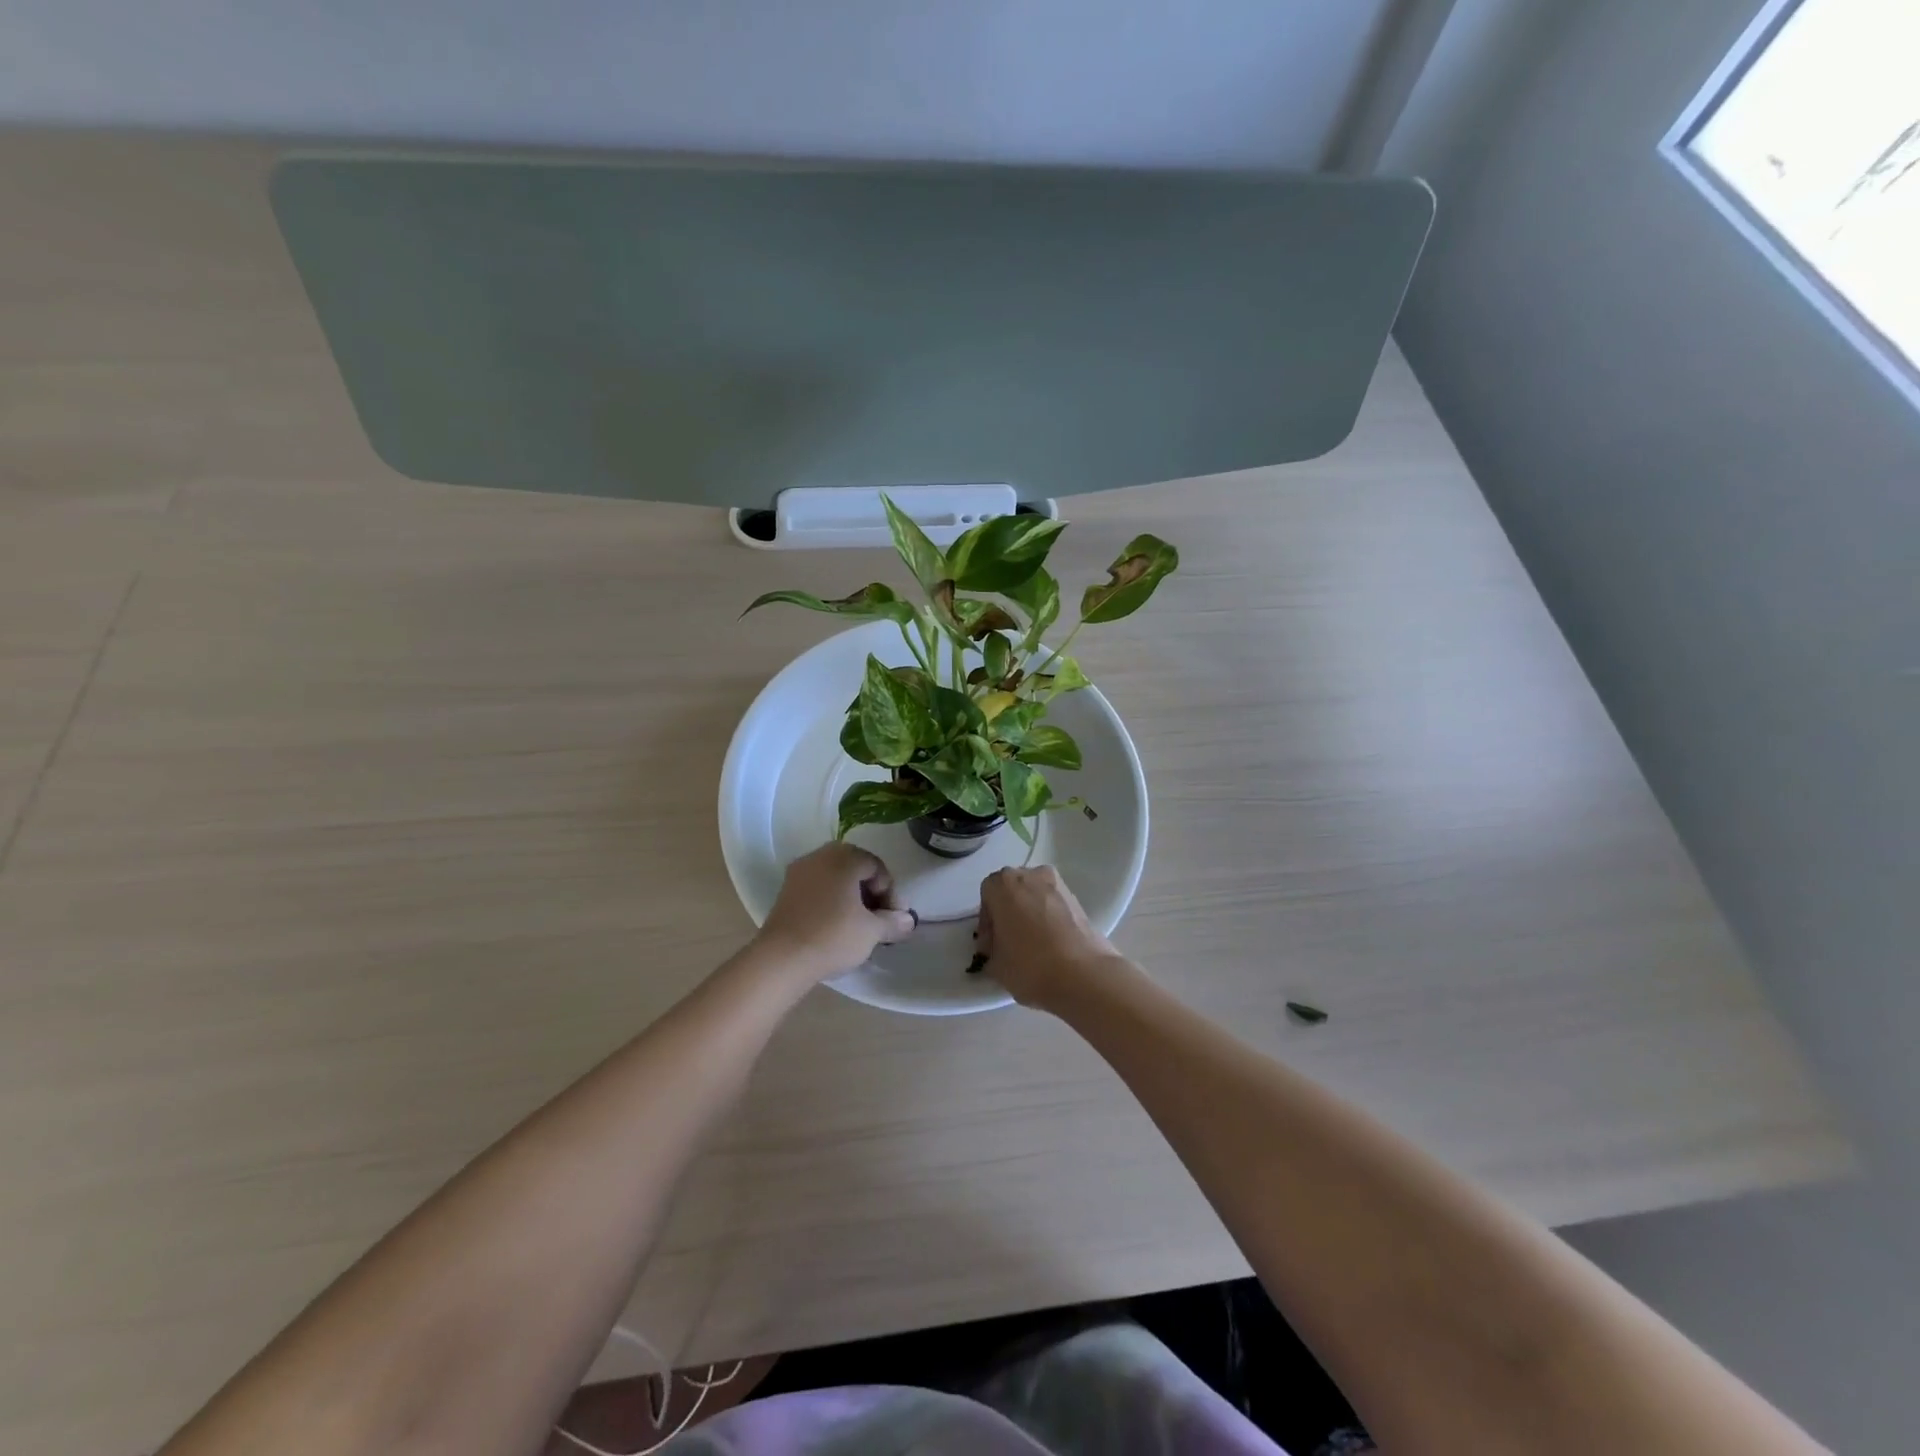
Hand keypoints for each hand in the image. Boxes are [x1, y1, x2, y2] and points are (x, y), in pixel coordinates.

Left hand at [755, 842, 916, 980]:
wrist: (781, 958)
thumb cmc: (833, 936)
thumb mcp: (872, 931)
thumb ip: (893, 922)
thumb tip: (908, 920)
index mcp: (844, 857)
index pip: (877, 867)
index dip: (890, 893)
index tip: (893, 919)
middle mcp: (820, 856)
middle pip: (855, 870)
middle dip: (870, 894)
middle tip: (878, 921)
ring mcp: (799, 872)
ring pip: (835, 879)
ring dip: (851, 898)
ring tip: (858, 927)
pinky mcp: (785, 891)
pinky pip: (817, 889)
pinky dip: (831, 902)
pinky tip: (835, 927)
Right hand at [976, 865, 1127, 1010]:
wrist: (1084, 975)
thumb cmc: (1030, 965)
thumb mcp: (995, 965)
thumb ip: (990, 951)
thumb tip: (996, 950)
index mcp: (1003, 884)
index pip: (987, 894)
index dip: (987, 920)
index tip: (991, 945)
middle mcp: (1031, 875)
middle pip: (1012, 890)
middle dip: (1008, 912)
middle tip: (1008, 943)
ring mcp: (1058, 885)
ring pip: (1035, 896)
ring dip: (1030, 913)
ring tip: (1032, 945)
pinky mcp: (1079, 900)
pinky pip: (1054, 905)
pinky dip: (1049, 919)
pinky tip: (1051, 946)